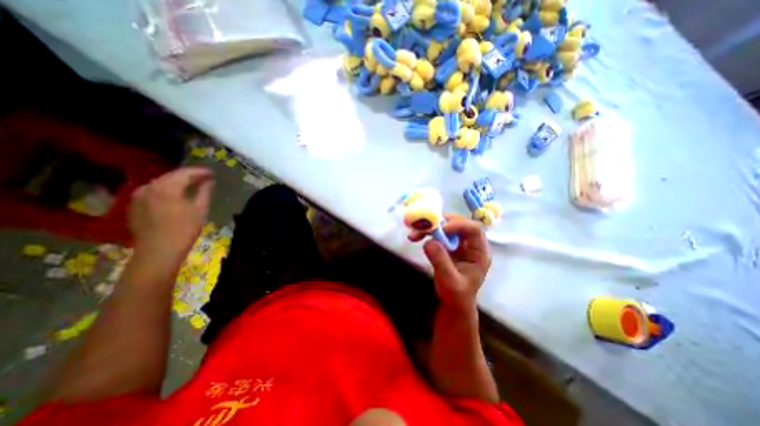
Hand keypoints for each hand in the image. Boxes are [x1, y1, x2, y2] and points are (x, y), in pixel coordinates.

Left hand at [129, 167, 214, 260]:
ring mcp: (138, 196)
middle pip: (171, 176)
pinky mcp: (134, 205)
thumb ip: (205, 192)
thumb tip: (209, 181)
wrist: (158, 251)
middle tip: (204, 178)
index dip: (200, 172)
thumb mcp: (200, 209)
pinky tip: (176, 195)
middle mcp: (149, 187)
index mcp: (166, 188)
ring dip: (177, 182)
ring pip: (161, 183)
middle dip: (189, 176)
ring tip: (192, 185)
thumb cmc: (184, 230)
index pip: (184, 173)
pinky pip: (153, 191)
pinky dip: (167, 190)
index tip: (212, 173)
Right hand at [411, 214, 492, 309]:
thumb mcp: (450, 282)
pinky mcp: (448, 244)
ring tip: (414, 235)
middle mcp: (470, 243)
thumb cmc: (457, 295)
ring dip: (429, 227)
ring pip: (446, 225)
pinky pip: (437, 232)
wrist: (454, 302)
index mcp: (479, 252)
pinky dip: (426, 233)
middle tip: (424, 227)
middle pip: (458, 223)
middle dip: (440, 223)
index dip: (458, 225)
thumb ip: (441, 262)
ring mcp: (459, 242)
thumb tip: (429, 242)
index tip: (441, 229)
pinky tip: (414, 238)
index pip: (474, 229)